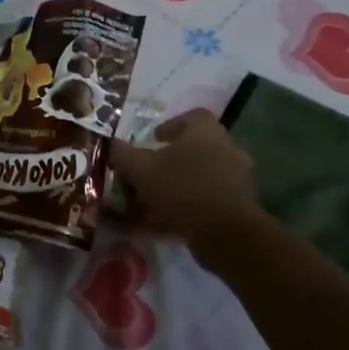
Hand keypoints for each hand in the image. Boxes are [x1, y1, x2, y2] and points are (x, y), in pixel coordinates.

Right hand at [108, 108, 262, 240]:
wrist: (226, 233)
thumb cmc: (182, 188)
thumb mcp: (141, 169)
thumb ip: (123, 154)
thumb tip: (110, 144)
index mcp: (206, 132)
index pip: (192, 116)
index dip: (170, 125)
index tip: (152, 140)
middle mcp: (226, 149)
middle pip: (195, 148)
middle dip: (170, 159)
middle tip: (148, 172)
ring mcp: (236, 178)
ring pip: (200, 176)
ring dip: (177, 185)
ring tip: (151, 201)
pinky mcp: (238, 206)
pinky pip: (206, 200)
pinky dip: (186, 207)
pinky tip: (164, 222)